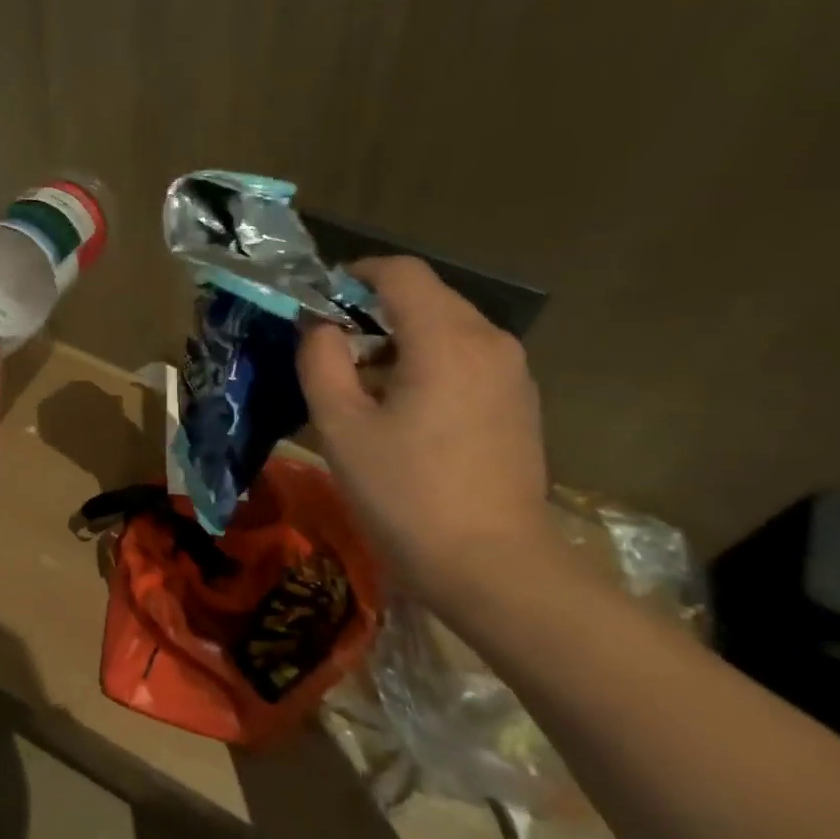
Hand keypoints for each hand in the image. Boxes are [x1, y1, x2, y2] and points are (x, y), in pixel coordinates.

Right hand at [297, 257, 553, 600]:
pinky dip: (428, 362)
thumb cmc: (405, 493)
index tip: (319, 300)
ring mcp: (512, 373)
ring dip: (401, 338)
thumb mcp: (340, 427)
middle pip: (428, 297)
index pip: (402, 273)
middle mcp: (490, 342)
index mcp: (446, 339)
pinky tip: (403, 408)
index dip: (356, 274)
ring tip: (361, 383)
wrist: (490, 565)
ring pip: (449, 328)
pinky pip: (467, 358)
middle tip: (331, 348)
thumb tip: (320, 327)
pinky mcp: (519, 403)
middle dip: (374, 309)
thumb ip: (321, 362)